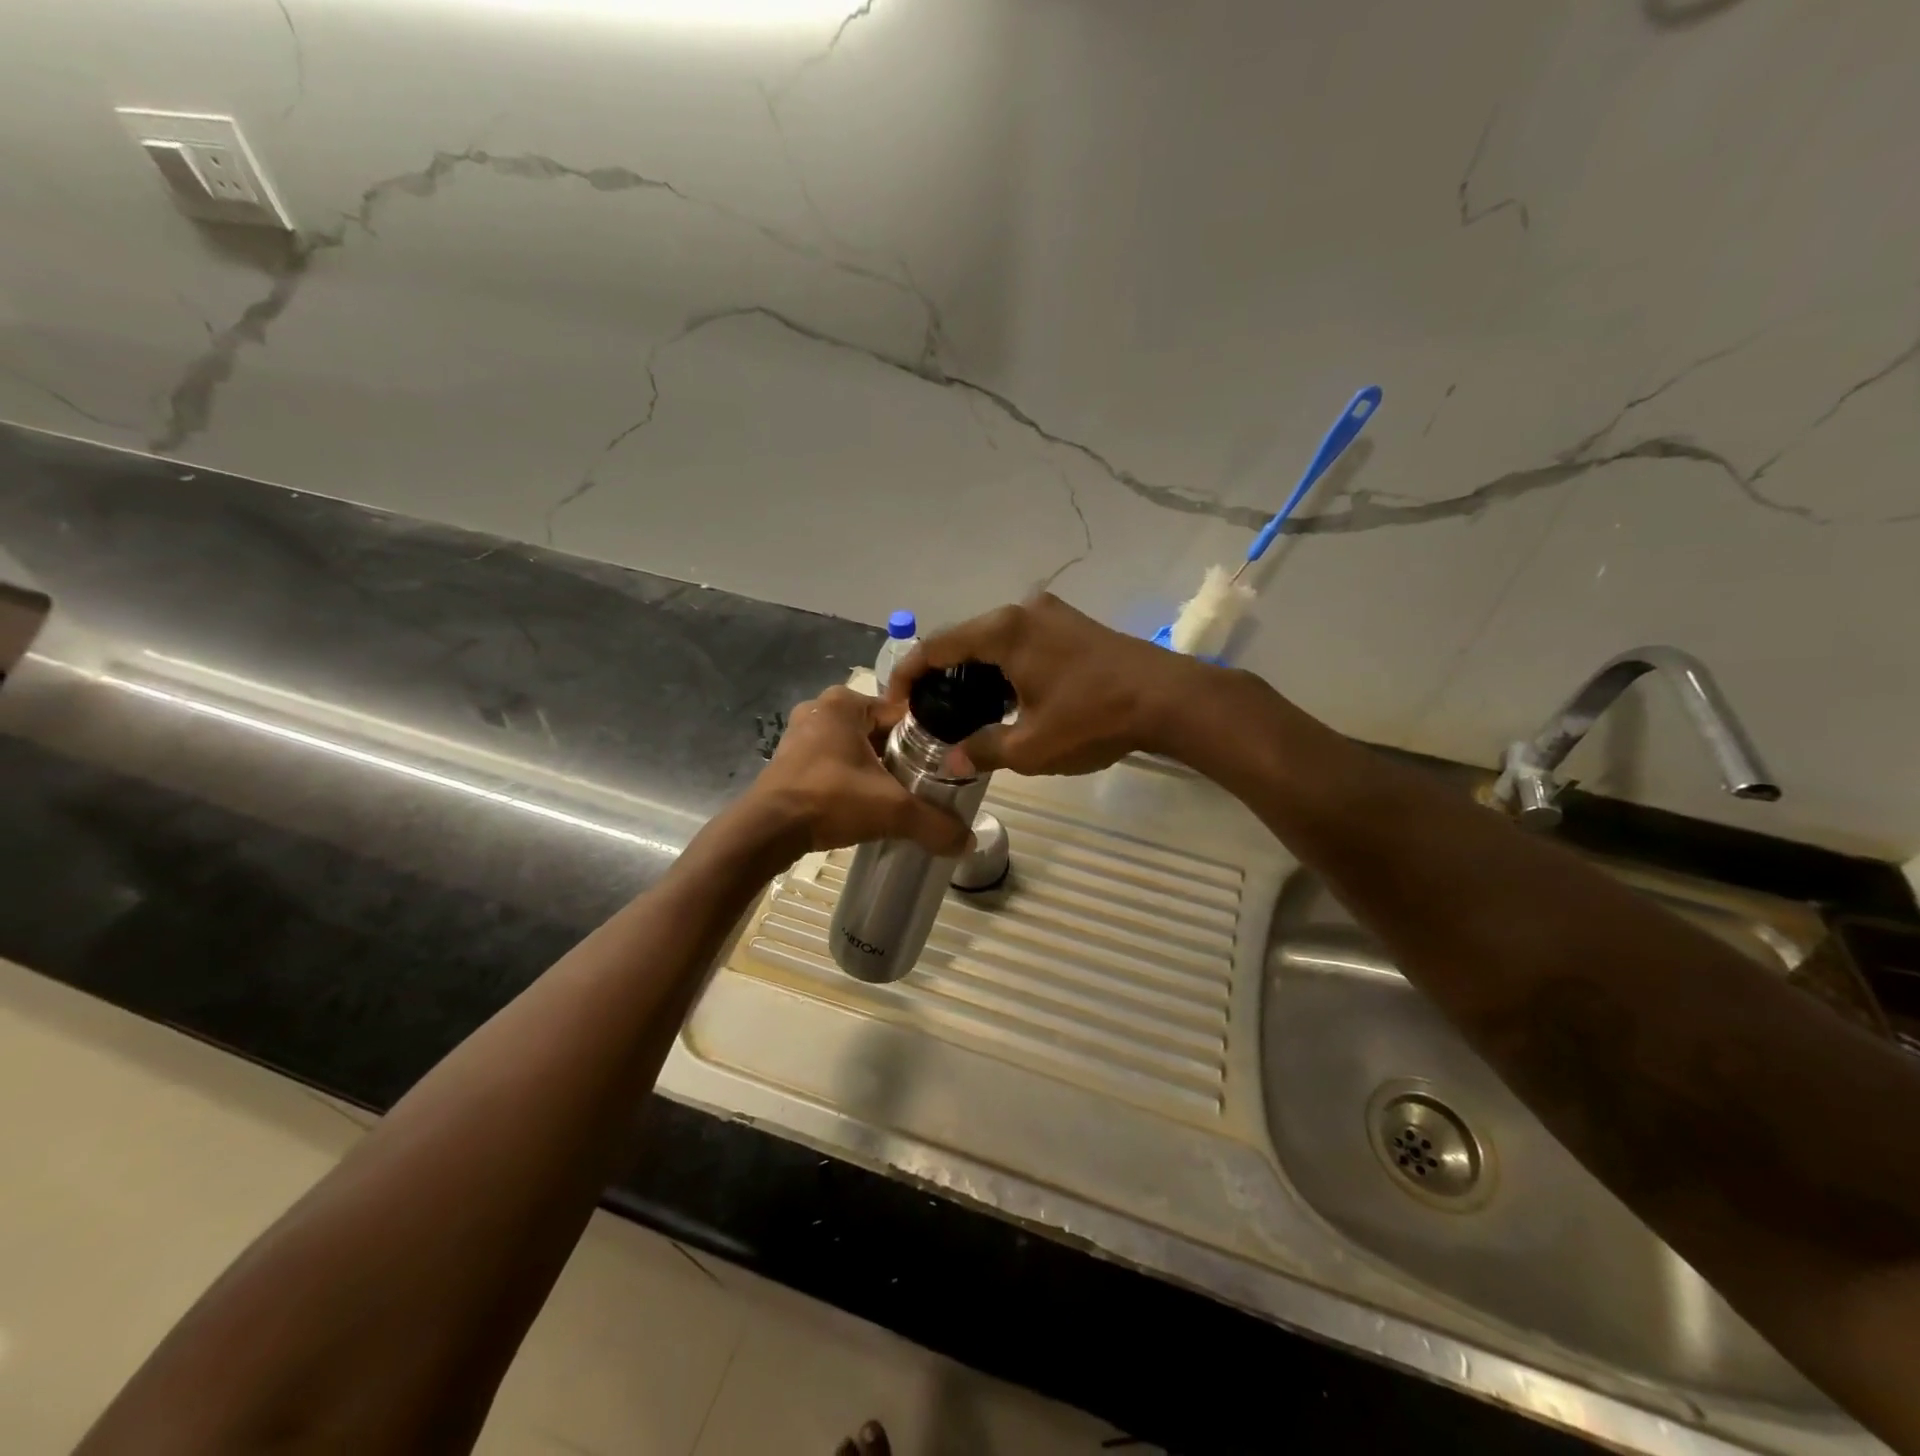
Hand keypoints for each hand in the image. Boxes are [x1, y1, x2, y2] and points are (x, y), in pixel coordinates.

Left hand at [747, 686, 972, 854]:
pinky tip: (859, 803)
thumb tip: (969, 842)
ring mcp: (799, 734)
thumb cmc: (831, 800)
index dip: (924, 741)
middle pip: (877, 732)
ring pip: (853, 748)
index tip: (939, 768)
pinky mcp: (787, 760)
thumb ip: (934, 823)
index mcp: (845, 702)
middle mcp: (820, 709)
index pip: (901, 714)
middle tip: (919, 786)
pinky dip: (847, 779)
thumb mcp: (892, 810)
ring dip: (872, 770)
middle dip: (897, 757)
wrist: (767, 831)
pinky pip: (831, 763)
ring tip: (892, 798)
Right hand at [888, 594, 1212, 774]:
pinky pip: (1023, 642)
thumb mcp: (1031, 747)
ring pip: (996, 641)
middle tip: (931, 714)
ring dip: (977, 673)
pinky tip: (1008, 698)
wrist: (1170, 699)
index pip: (936, 646)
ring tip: (966, 712)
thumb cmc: (1093, 719)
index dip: (908, 674)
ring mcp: (1052, 614)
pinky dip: (1005, 667)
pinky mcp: (1074, 625)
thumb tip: (952, 761)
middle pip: (965, 640)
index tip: (895, 703)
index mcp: (1002, 631)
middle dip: (943, 676)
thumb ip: (983, 749)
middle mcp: (1022, 610)